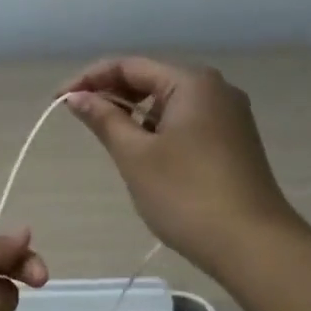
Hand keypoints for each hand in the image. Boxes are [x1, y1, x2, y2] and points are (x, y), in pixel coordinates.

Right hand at [62, 56, 299, 272]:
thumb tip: (76, 97)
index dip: (89, 79)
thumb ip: (104, 119)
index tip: (58, 101)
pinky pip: (184, 123)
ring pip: (167, 104)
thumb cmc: (186, 195)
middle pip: (151, 80)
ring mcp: (228, 117)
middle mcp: (215, 90)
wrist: (252, 244)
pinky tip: (140, 152)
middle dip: (111, 95)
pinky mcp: (232, 142)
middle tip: (76, 117)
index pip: (129, 66)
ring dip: (133, 114)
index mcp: (192, 83)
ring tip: (104, 136)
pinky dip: (156, 130)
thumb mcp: (135, 155)